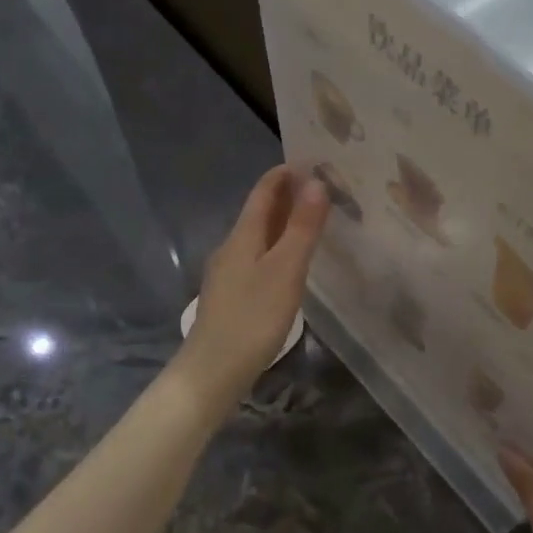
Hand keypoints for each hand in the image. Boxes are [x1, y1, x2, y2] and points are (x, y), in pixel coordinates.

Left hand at [180, 166, 328, 394]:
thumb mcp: (285, 270)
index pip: (263, 192)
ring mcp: (227, 273)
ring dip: (282, 223)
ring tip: (311, 221)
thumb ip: (302, 227)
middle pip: (258, 212)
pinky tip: (288, 263)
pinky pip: (256, 257)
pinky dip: (276, 247)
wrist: (212, 371)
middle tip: (320, 188)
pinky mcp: (231, 296)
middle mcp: (231, 247)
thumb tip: (316, 182)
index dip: (284, 174)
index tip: (312, 161)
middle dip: (286, 196)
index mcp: (242, 236)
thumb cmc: (253, 317)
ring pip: (257, 236)